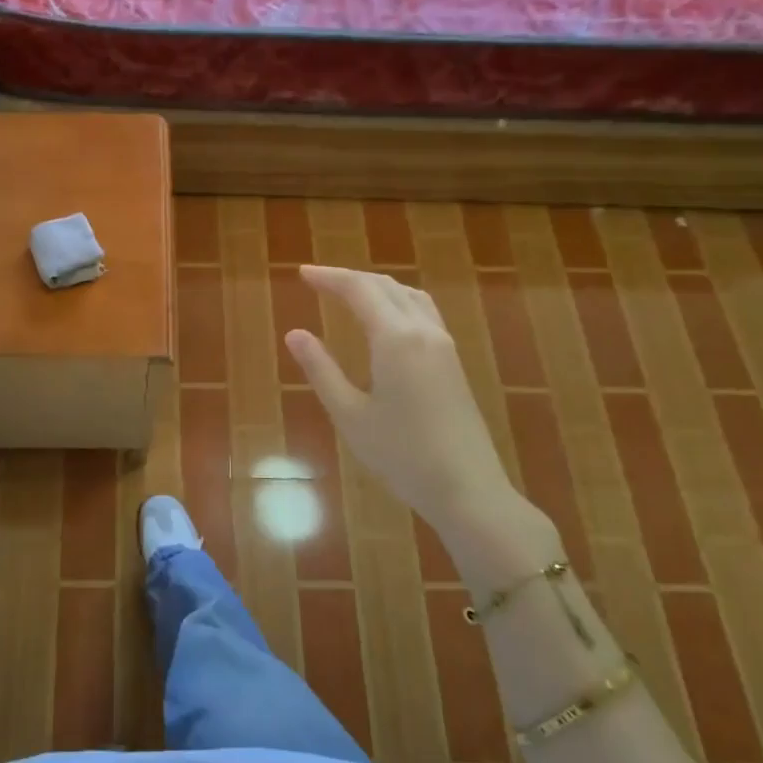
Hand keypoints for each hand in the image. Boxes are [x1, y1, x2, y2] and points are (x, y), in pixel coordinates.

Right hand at [284, 265, 557, 585]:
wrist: (467, 488)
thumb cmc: (401, 454)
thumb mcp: (350, 414)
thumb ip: (321, 369)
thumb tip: (295, 333)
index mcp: (395, 339)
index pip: (359, 290)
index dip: (329, 277)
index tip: (302, 273)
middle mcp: (423, 331)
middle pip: (385, 286)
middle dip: (349, 278)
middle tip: (317, 280)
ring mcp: (443, 345)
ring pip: (408, 296)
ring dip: (376, 286)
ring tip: (348, 292)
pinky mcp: (453, 362)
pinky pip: (422, 312)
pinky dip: (397, 301)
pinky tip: (386, 319)